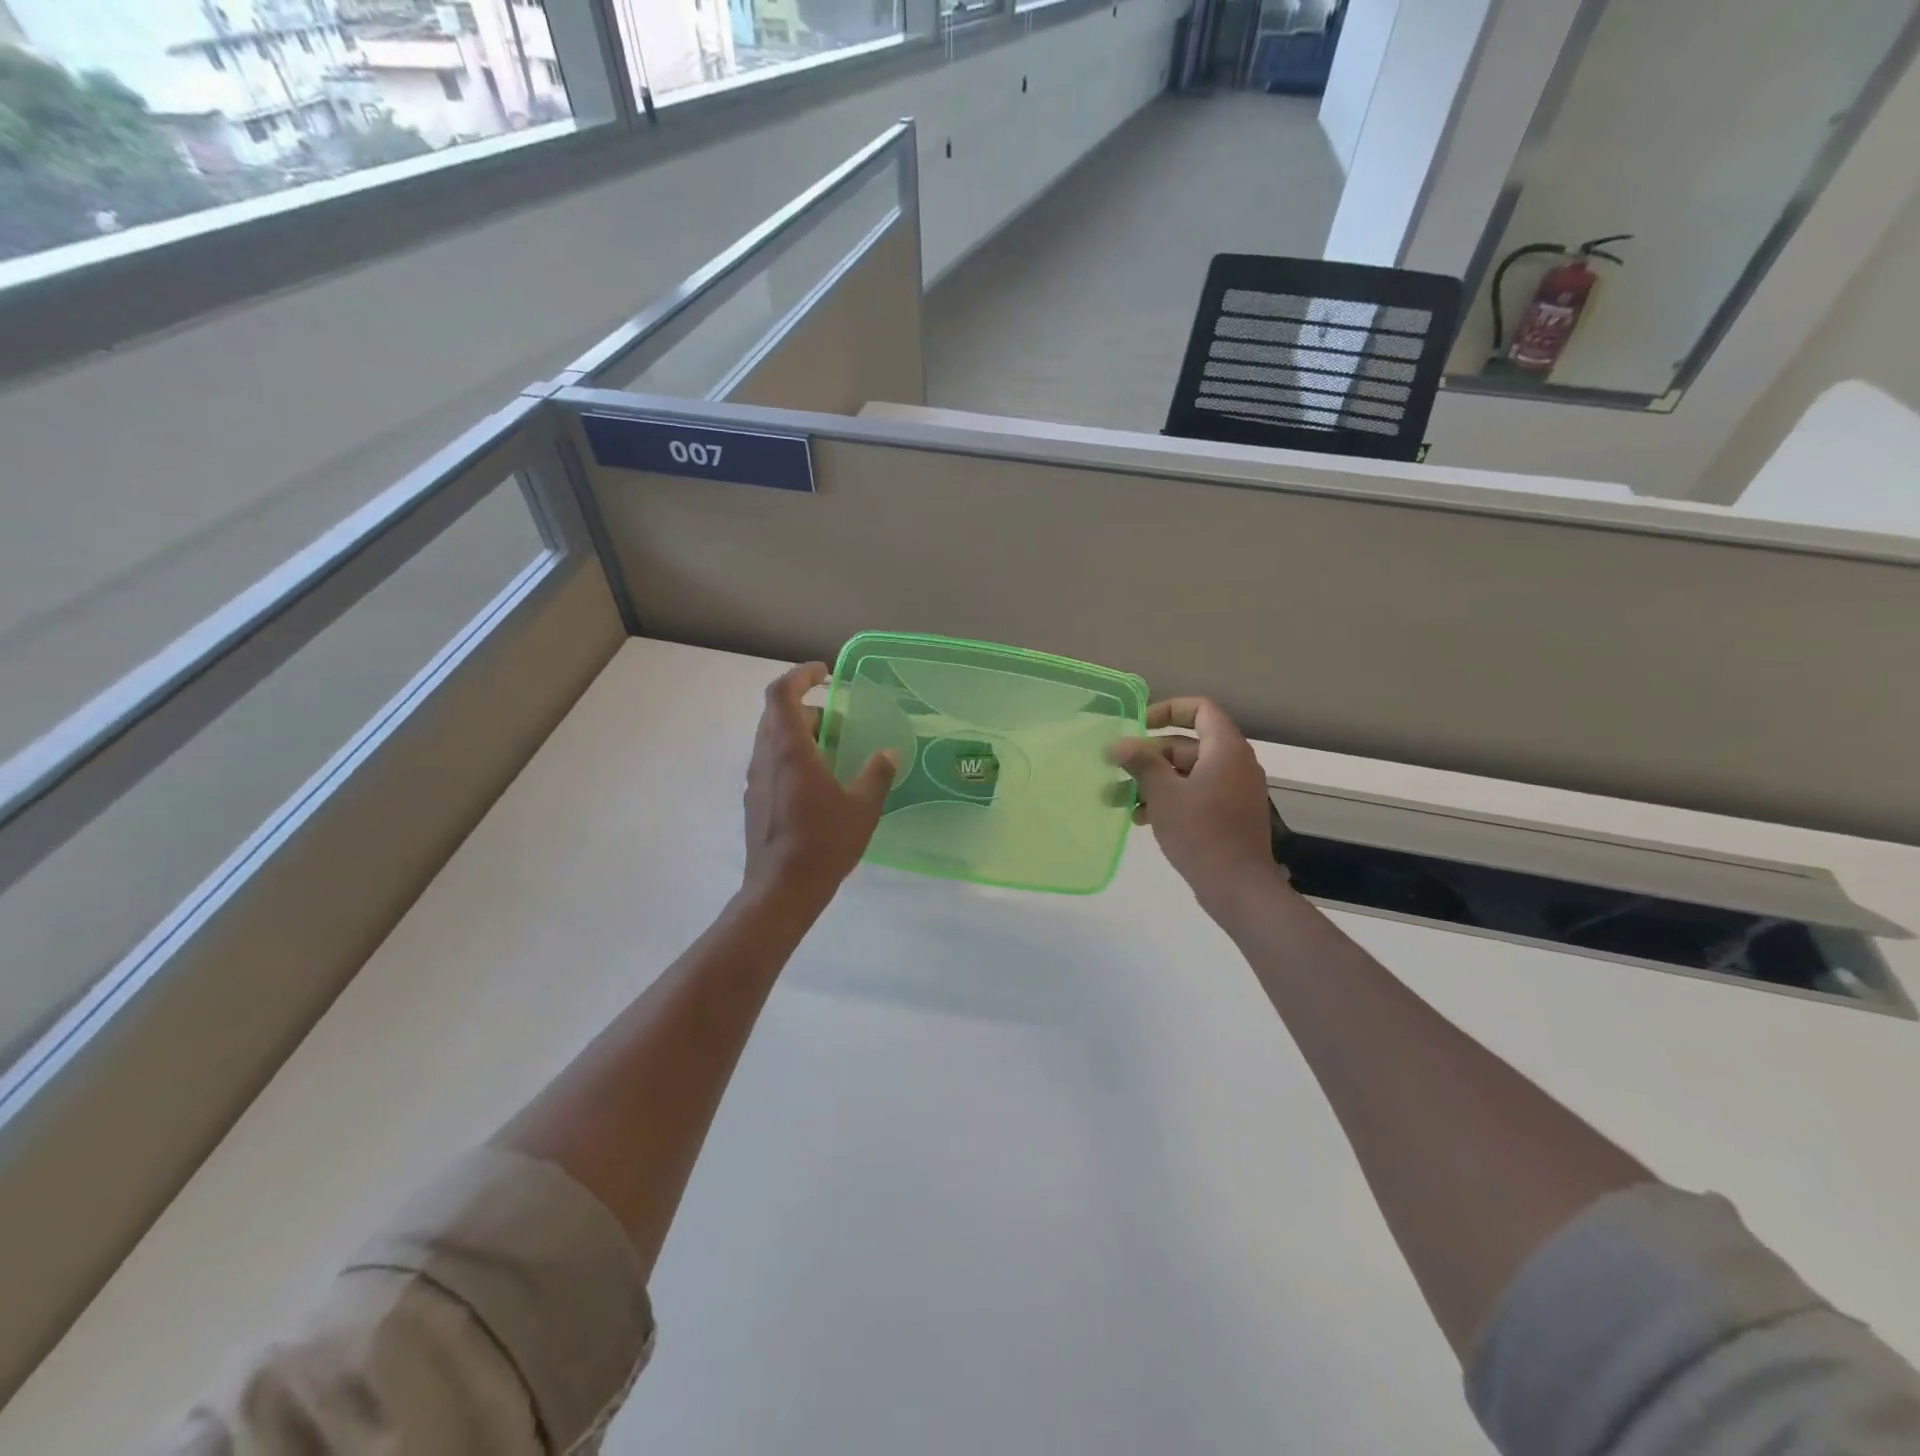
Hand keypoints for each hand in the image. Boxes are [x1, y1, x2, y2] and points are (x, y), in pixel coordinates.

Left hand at [742, 663, 897, 912]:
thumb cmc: (823, 843)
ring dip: (799, 733)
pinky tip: (817, 782)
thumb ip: (876, 774)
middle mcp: (765, 757)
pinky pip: (770, 762)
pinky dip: (791, 756)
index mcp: (790, 749)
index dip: (800, 674)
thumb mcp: (862, 808)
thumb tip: (888, 752)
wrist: (780, 890)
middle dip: (807, 707)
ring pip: (771, 739)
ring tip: (832, 749)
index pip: (782, 693)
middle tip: (839, 719)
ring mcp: (756, 780)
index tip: (825, 672)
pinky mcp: (754, 800)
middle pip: (776, 714)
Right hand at [1112, 698, 1276, 913]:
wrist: (1238, 887)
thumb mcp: (1163, 794)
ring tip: (1116, 799)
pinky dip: (1169, 799)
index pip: (1200, 709)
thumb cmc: (1200, 832)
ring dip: (1152, 781)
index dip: (1168, 710)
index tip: (1138, 725)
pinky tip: (1139, 818)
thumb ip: (1141, 763)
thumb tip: (1118, 744)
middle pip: (1187, 744)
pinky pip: (1195, 794)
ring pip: (1187, 773)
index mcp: (1225, 749)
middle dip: (1148, 755)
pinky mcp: (1228, 815)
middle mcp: (1234, 764)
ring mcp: (1233, 791)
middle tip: (1115, 768)